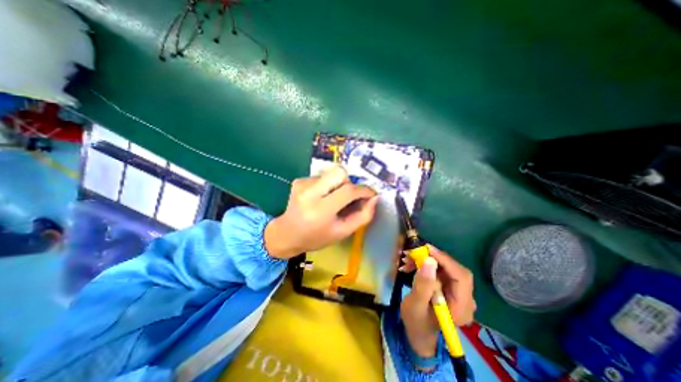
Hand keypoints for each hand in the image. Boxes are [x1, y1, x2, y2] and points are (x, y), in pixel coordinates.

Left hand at [261, 166, 376, 259]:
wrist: (287, 234)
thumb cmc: (316, 237)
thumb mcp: (342, 232)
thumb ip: (362, 216)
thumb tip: (374, 198)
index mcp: (320, 210)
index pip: (348, 191)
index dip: (364, 190)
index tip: (371, 194)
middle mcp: (309, 193)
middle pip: (339, 172)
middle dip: (349, 182)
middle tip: (347, 196)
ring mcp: (302, 184)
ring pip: (331, 173)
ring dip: (337, 185)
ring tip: (331, 200)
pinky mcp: (299, 180)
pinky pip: (322, 176)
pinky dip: (327, 185)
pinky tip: (321, 197)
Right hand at [401, 246, 474, 361]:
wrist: (418, 332)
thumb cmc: (416, 323)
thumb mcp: (415, 306)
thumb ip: (423, 286)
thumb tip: (429, 262)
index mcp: (461, 307)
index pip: (461, 277)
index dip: (445, 260)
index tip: (427, 249)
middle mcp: (465, 298)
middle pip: (453, 269)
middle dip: (432, 258)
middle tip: (412, 253)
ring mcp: (457, 292)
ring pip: (444, 267)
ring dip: (425, 260)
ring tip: (406, 260)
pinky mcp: (449, 287)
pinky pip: (439, 270)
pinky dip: (424, 265)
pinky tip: (410, 265)